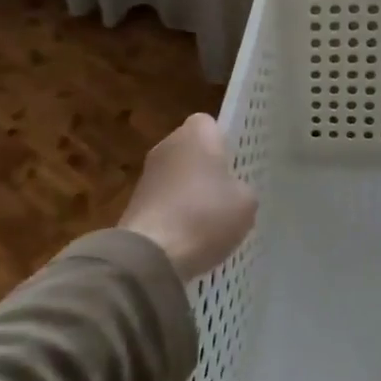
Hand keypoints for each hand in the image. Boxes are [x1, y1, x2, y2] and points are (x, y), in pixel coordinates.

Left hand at [122, 114, 256, 282]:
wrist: (150, 256)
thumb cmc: (205, 215)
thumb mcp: (246, 202)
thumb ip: (242, 188)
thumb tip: (232, 192)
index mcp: (196, 133)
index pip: (211, 124)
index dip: (224, 142)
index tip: (236, 164)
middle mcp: (167, 145)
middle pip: (192, 150)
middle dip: (207, 168)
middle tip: (228, 193)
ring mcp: (146, 175)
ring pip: (177, 177)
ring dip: (190, 193)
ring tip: (210, 221)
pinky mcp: (133, 204)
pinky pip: (164, 202)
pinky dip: (175, 215)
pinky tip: (189, 238)